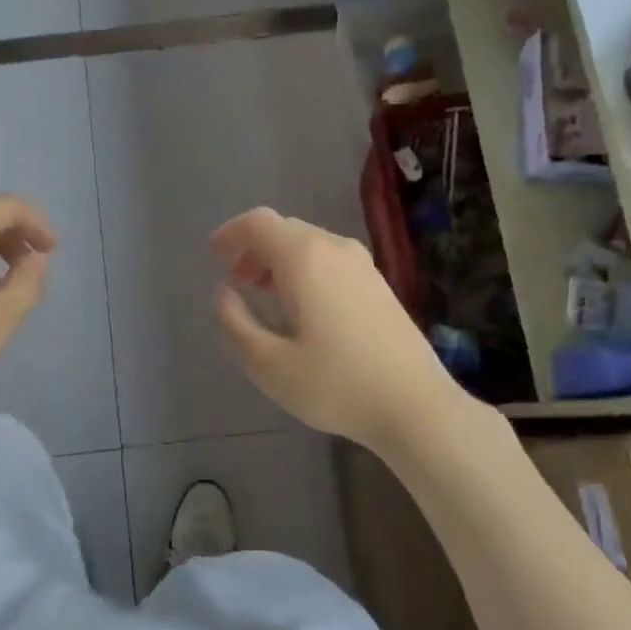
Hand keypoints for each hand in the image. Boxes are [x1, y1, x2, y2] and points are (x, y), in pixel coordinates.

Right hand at [211, 208, 466, 451]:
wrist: (416, 406)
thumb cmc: (336, 385)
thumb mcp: (268, 365)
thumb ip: (235, 324)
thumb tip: (223, 294)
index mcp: (304, 258)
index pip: (259, 223)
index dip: (231, 234)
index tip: (214, 256)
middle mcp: (334, 249)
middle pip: (284, 230)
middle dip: (254, 249)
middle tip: (236, 281)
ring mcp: (363, 265)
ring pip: (309, 244)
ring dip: (279, 260)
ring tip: (264, 294)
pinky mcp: (379, 284)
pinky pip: (330, 260)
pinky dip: (305, 270)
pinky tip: (303, 307)